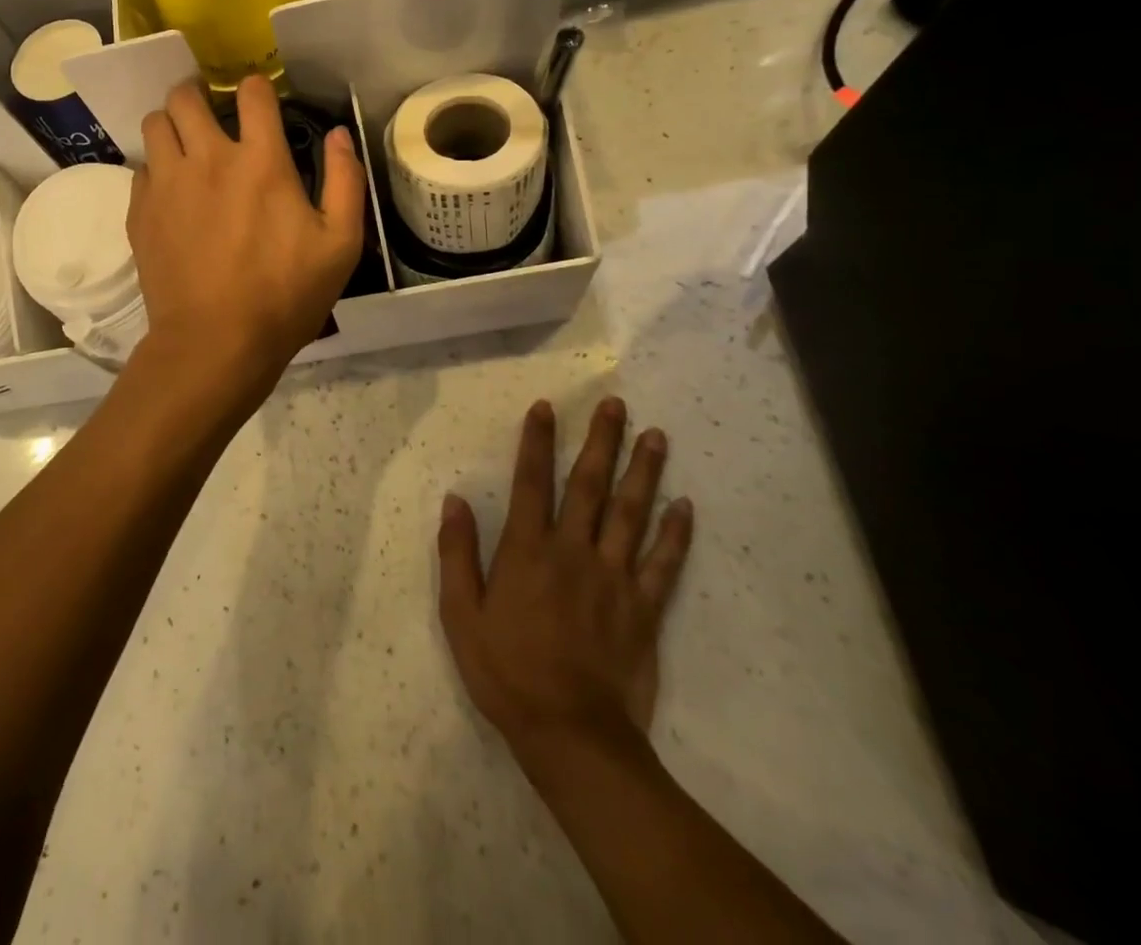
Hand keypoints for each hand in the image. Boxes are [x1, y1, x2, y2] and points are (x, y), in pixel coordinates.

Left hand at [128, 76, 364, 384]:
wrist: (215, 342)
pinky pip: (141, 168)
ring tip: (185, 146)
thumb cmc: (285, 296)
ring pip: (154, 123)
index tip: (259, 99)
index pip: (252, 93)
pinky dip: (156, 169)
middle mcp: (207, 158)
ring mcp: (167, 183)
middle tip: (210, 113)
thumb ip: (345, 181)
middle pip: (185, 95)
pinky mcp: (140, 211)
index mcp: (260, 161)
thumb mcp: (340, 244)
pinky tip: (171, 193)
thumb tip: (340, 135)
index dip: (256, 88)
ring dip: (171, 125)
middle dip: (198, 94)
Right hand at [437, 398, 693, 770]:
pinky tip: (685, 506)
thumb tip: (455, 499)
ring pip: (631, 513)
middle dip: (601, 440)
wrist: (571, 734)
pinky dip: (676, 533)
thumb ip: (458, 553)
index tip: (546, 406)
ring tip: (656, 436)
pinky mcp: (644, 609)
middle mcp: (573, 551)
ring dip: (644, 471)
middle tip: (616, 405)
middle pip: (589, 485)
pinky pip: (663, 564)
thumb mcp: (461, 614)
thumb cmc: (506, 671)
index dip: (536, 441)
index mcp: (527, 550)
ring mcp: (614, 578)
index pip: (531, 481)